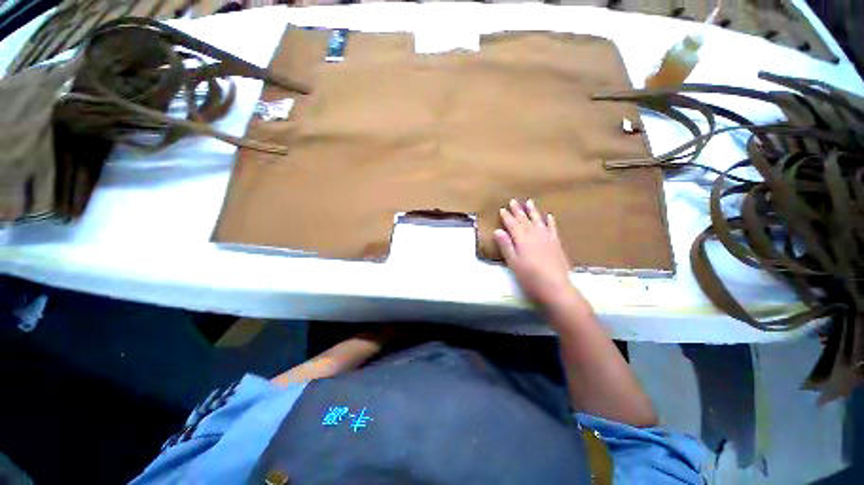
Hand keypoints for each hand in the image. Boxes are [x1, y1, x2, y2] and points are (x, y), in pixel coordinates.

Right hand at [494, 199, 586, 310]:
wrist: (555, 288)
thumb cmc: (530, 278)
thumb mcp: (513, 263)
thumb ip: (506, 246)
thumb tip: (498, 230)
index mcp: (522, 240)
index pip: (512, 225)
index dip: (507, 217)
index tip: (502, 209)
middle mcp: (535, 235)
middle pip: (525, 220)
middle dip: (518, 211)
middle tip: (513, 201)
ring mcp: (547, 239)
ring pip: (538, 221)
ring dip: (533, 211)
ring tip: (529, 202)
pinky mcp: (556, 244)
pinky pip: (553, 229)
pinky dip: (550, 221)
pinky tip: (549, 216)